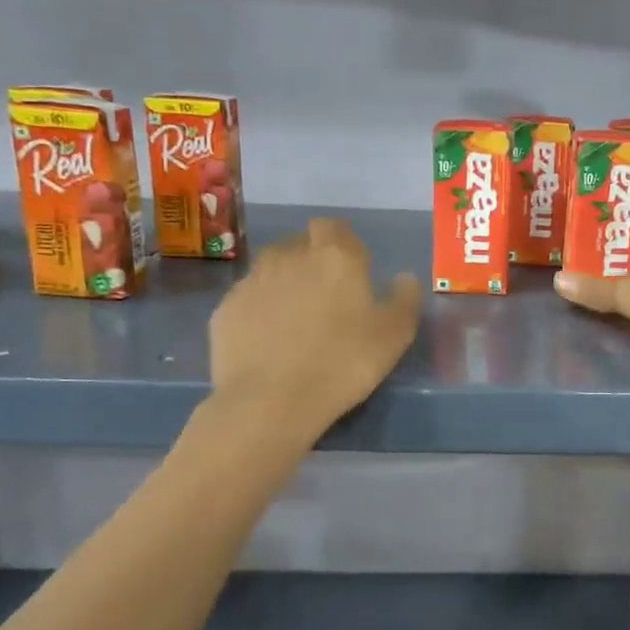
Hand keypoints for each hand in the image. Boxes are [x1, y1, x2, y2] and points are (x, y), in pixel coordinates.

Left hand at [207, 219, 422, 430]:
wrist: (270, 401)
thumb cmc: (343, 363)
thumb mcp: (394, 336)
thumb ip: (405, 300)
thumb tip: (404, 278)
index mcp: (335, 256)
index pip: (334, 228)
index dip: (343, 244)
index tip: (352, 271)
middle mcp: (289, 257)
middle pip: (300, 244)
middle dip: (312, 260)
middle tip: (326, 297)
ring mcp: (251, 281)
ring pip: (270, 269)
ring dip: (284, 282)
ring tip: (295, 318)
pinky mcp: (225, 309)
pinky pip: (247, 299)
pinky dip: (259, 310)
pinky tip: (268, 340)